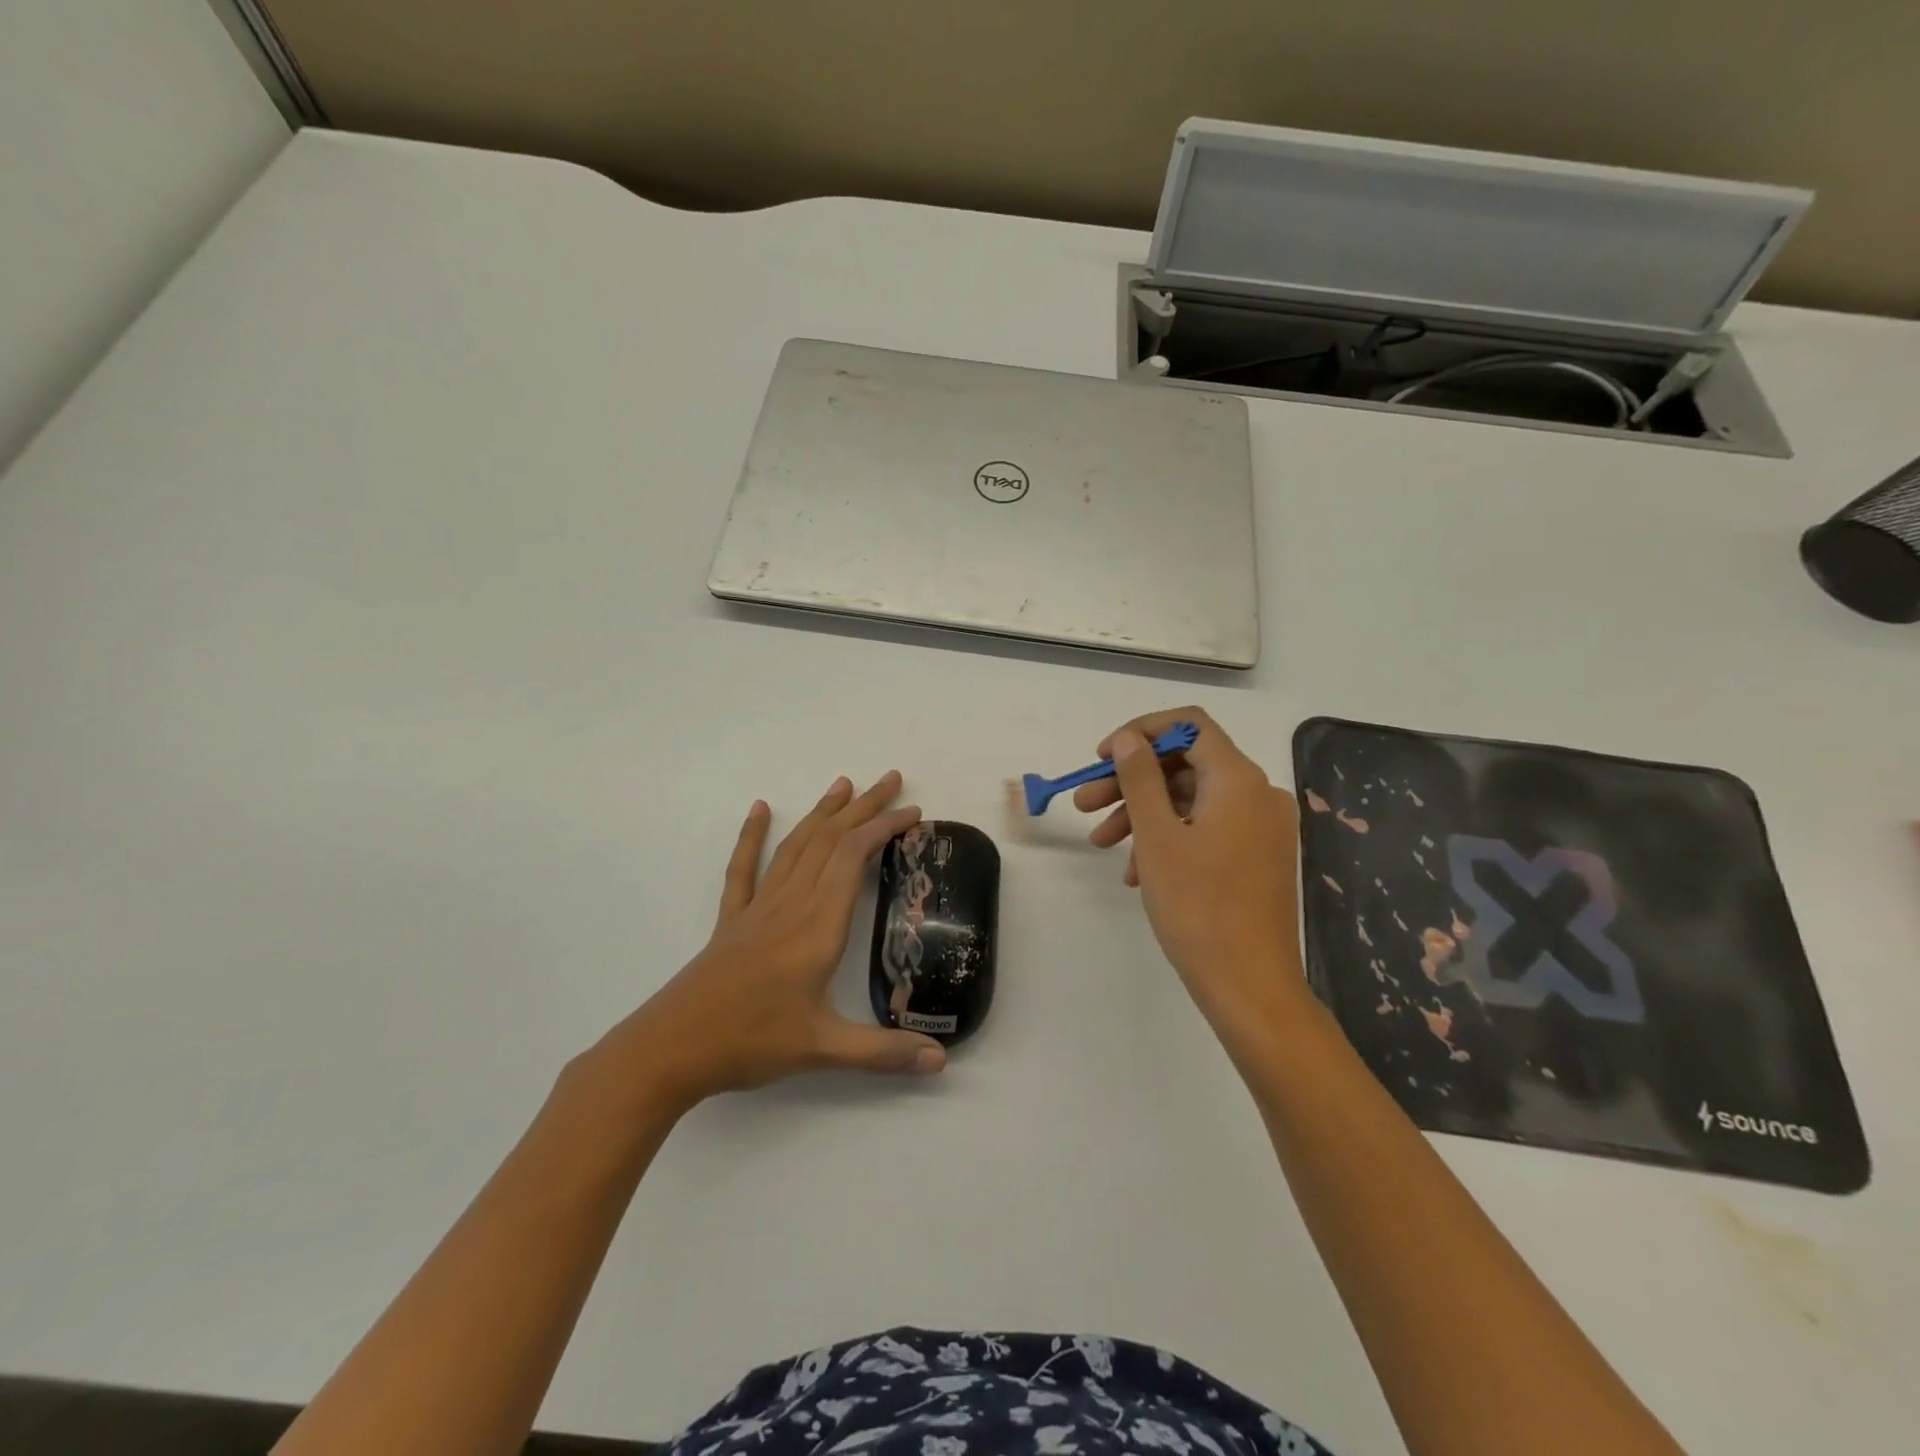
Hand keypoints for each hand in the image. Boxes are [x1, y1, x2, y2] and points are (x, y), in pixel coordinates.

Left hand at [598, 772, 946, 1113]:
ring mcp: (757, 909)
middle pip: (829, 841)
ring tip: (843, 785)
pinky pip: (743, 870)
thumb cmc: (750, 1043)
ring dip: (822, 813)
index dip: (883, 828)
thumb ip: (885, 1052)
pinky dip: (752, 836)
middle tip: (891, 780)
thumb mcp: (824, 1049)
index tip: (912, 812)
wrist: (669, 1050)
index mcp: (817, 927)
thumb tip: (942, 1061)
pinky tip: (759, 809)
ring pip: (795, 847)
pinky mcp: (732, 921)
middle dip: (863, 807)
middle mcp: (790, 905)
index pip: (853, 858)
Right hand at [1074, 709, 1305, 1034]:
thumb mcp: (1156, 836)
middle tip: (1084, 805)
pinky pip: (1207, 829)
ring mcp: (1262, 827)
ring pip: (1192, 801)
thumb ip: (1139, 778)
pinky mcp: (1258, 856)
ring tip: (1102, 844)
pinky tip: (1136, 872)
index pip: (1189, 725)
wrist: (1250, 985)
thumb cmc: (1198, 905)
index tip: (1101, 758)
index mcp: (1239, 779)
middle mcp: (1258, 794)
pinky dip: (1169, 838)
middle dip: (1131, 781)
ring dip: (1143, 814)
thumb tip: (1128, 738)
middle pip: (1185, 766)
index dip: (1141, 733)